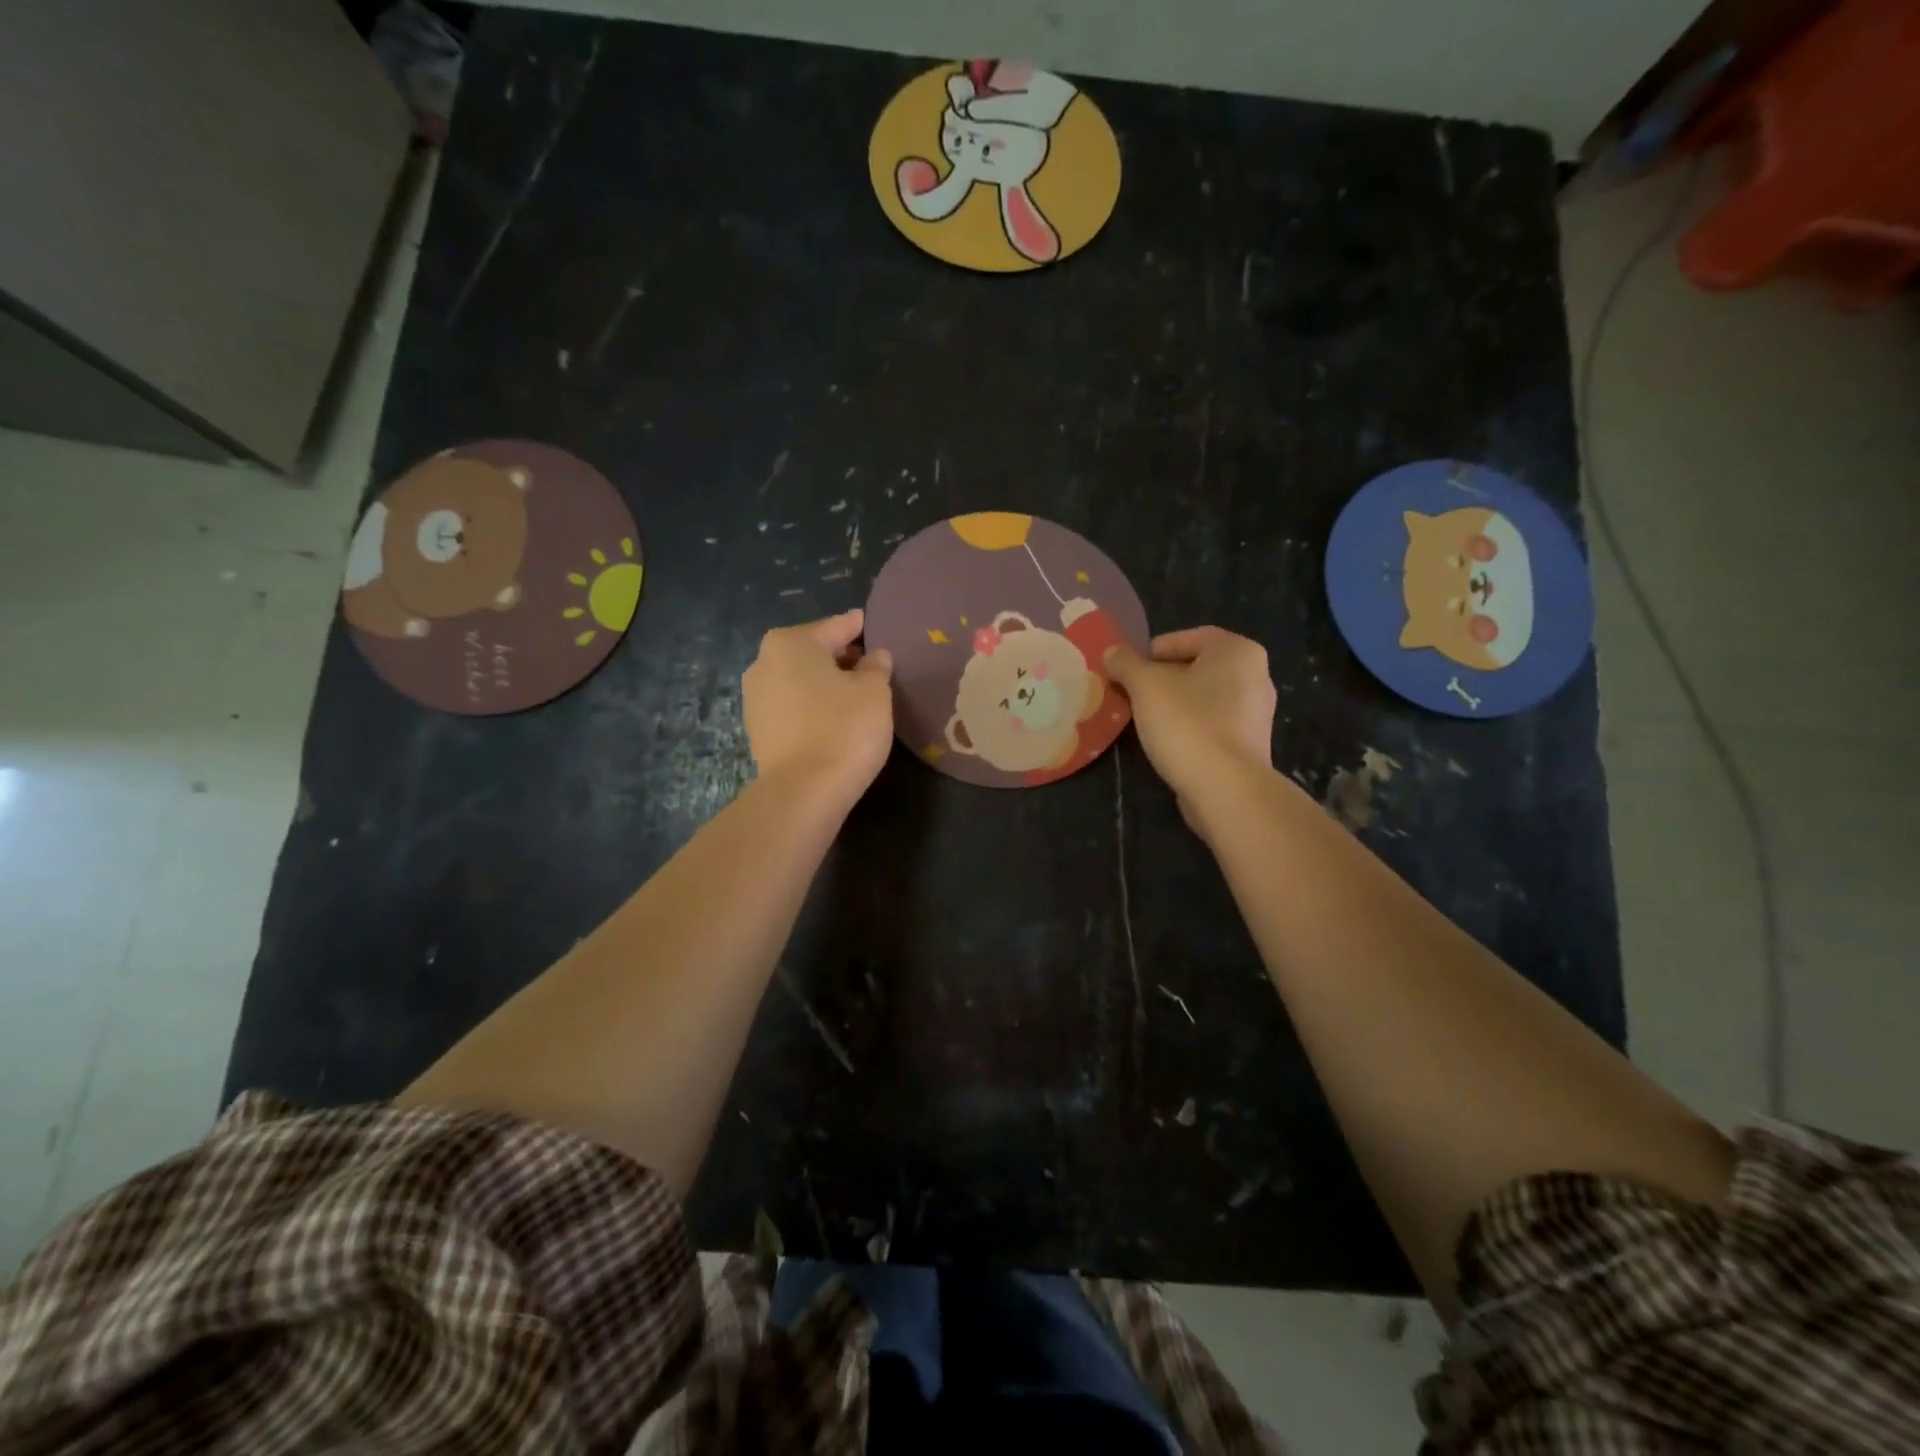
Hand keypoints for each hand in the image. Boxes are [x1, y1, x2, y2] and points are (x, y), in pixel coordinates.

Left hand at [743, 609, 894, 805]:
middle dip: (839, 656)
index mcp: (791, 643)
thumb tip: (874, 657)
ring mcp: (755, 698)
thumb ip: (876, 666)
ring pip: (799, 679)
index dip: (856, 627)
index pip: (834, 627)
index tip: (868, 623)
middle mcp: (764, 663)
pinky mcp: (757, 730)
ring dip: (823, 682)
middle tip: (869, 664)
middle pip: (811, 651)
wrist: (803, 792)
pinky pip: (792, 705)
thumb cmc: (844, 728)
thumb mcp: (874, 691)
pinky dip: (811, 704)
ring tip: (853, 693)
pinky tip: (833, 717)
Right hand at [1103, 627, 1275, 826]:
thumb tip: (1113, 653)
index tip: (1129, 669)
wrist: (1226, 788)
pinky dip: (1190, 727)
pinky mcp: (1249, 745)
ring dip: (1174, 704)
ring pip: (1204, 698)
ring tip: (1144, 718)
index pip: (1189, 637)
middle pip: (1197, 667)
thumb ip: (1126, 664)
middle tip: (1131, 693)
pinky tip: (1168, 741)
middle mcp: (1256, 676)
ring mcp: (1256, 714)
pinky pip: (1213, 724)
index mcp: (1237, 651)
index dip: (1153, 650)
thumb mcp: (1145, 686)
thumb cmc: (1187, 723)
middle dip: (1162, 678)